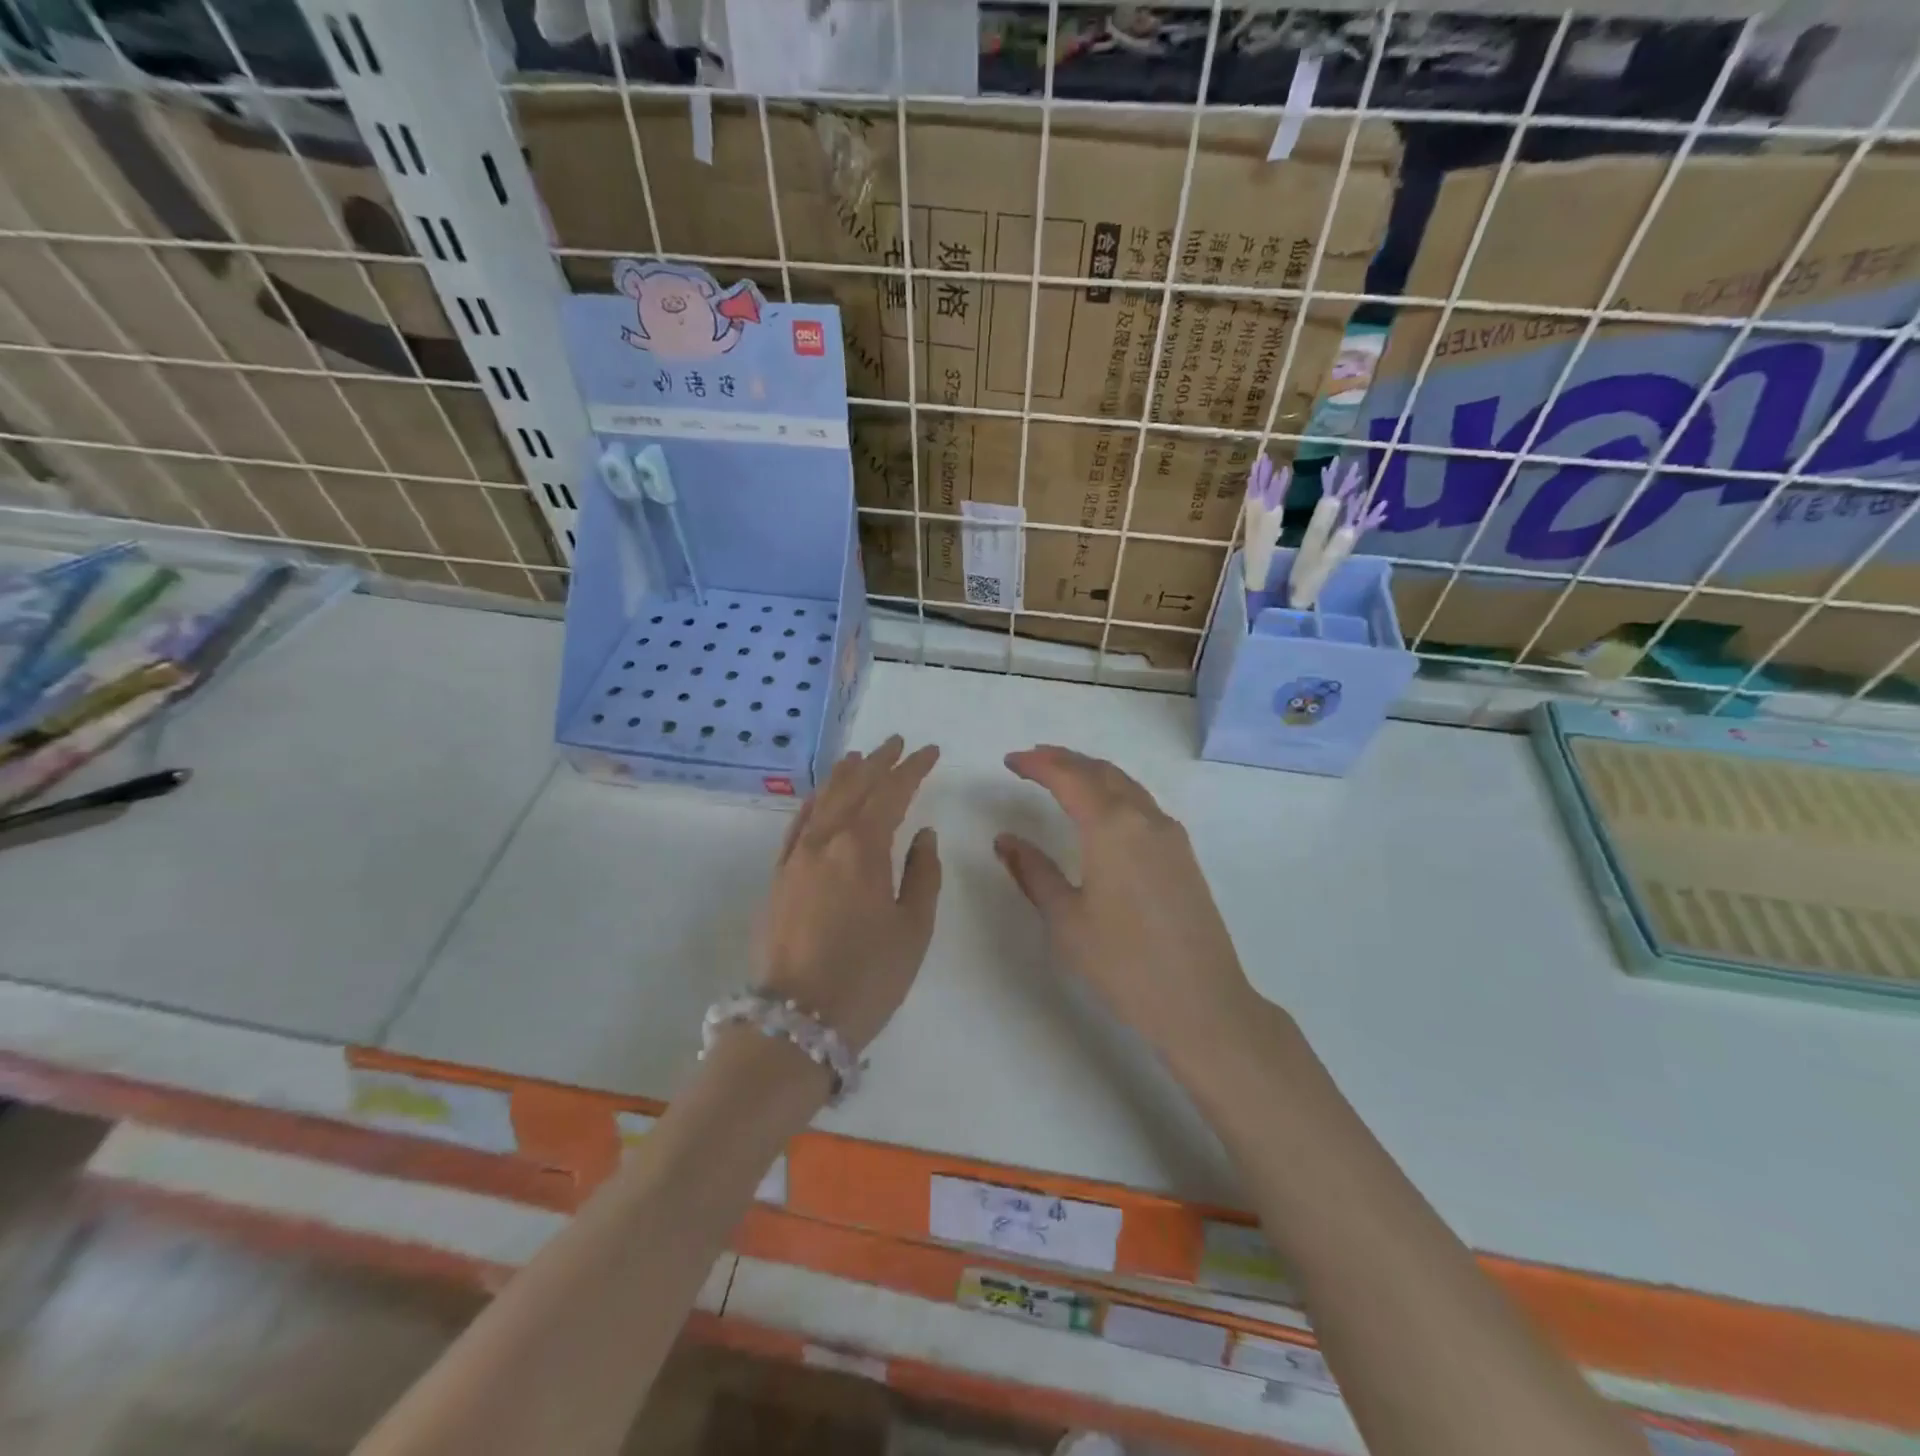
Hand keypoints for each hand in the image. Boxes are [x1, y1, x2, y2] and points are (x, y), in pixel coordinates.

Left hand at [753, 736, 941, 1054]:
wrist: (796, 1021)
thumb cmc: (867, 976)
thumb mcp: (913, 928)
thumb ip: (922, 874)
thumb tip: (922, 835)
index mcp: (862, 848)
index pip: (891, 793)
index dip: (912, 768)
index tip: (929, 752)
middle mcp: (824, 841)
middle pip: (853, 788)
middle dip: (878, 763)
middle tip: (897, 743)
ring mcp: (795, 858)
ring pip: (822, 801)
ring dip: (843, 776)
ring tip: (859, 758)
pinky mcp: (777, 877)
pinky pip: (797, 825)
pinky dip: (814, 803)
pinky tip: (820, 800)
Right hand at [995, 745, 1254, 1063]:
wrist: (1202, 1002)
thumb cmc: (1124, 963)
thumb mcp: (1066, 920)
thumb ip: (1034, 872)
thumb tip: (1005, 840)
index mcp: (1112, 827)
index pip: (1069, 778)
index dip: (1038, 764)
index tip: (1010, 760)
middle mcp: (1144, 819)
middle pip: (1101, 771)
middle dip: (1065, 760)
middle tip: (1033, 760)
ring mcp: (1170, 835)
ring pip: (1126, 785)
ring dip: (1092, 773)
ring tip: (1062, 776)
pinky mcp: (1183, 855)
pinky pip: (1142, 804)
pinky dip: (1114, 792)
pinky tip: (1101, 811)